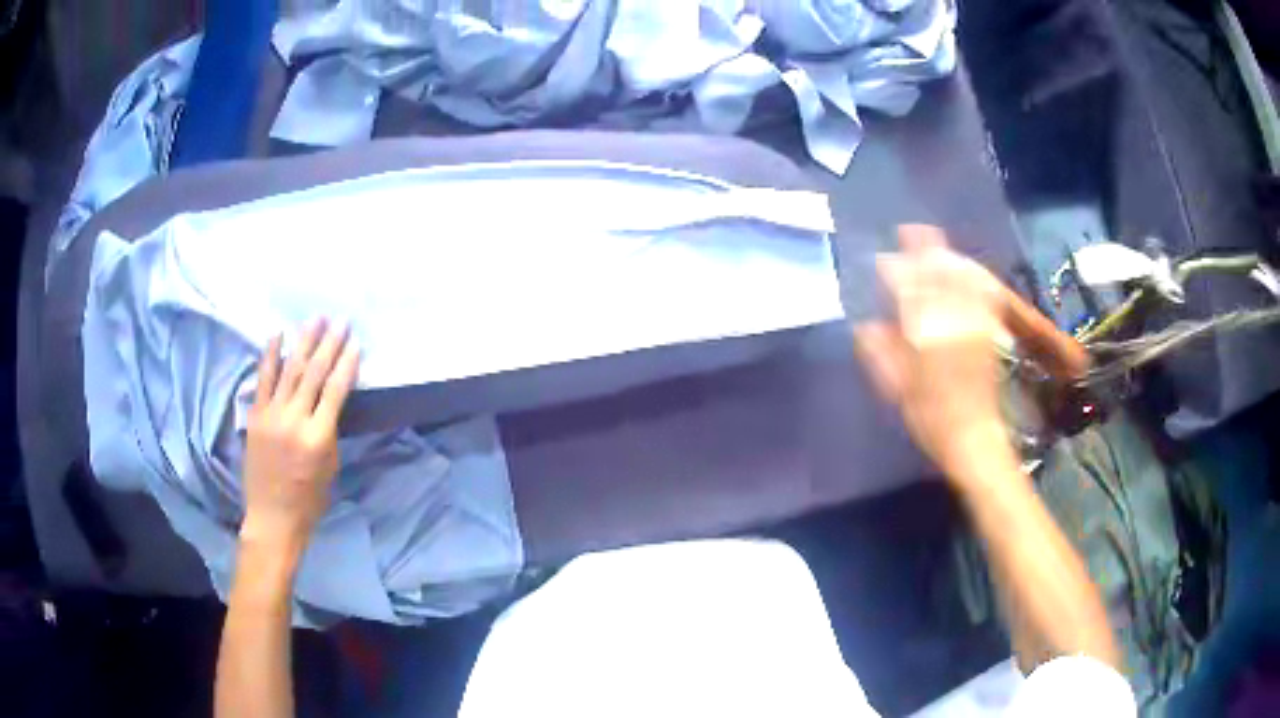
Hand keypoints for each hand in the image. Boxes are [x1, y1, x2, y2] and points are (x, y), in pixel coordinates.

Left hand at [241, 319, 359, 552]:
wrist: (271, 516)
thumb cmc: (309, 499)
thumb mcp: (330, 467)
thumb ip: (329, 431)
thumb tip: (329, 403)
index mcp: (318, 438)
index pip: (335, 391)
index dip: (347, 365)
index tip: (355, 343)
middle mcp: (294, 420)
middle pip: (313, 374)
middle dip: (329, 344)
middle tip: (340, 321)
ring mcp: (271, 415)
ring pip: (289, 370)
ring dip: (304, 342)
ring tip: (315, 319)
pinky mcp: (255, 415)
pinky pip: (263, 379)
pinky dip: (270, 355)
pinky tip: (278, 334)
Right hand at [853, 226, 1013, 477]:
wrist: (973, 435)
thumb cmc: (930, 417)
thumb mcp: (896, 389)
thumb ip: (881, 352)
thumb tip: (866, 325)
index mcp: (924, 331)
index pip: (906, 285)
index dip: (893, 267)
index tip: (882, 259)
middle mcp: (950, 317)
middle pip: (936, 271)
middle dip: (922, 248)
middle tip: (909, 230)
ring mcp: (973, 320)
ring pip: (959, 275)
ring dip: (945, 255)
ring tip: (933, 242)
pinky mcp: (988, 328)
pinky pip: (981, 290)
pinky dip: (972, 274)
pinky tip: (965, 267)